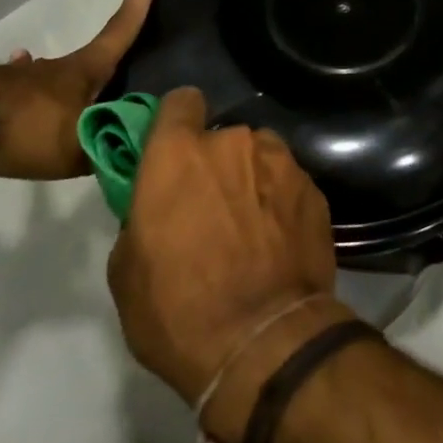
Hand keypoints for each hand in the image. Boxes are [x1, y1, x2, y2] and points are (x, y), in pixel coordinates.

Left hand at [0, 0, 156, 180]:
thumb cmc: (25, 126)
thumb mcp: (78, 149)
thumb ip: (109, 151)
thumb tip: (140, 153)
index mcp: (83, 72)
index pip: (119, 34)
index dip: (137, 8)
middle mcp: (54, 69)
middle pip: (86, 60)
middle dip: (101, 62)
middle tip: (111, 74)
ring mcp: (15, 79)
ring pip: (45, 75)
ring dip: (56, 81)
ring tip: (60, 94)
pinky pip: (11, 93)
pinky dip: (18, 95)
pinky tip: (9, 101)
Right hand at [107, 87, 348, 441]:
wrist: (263, 341)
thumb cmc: (178, 308)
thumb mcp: (127, 269)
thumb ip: (142, 215)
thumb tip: (158, 205)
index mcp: (179, 154)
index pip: (180, 102)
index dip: (176, 121)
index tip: (174, 148)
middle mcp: (235, 142)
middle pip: (222, 138)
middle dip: (215, 163)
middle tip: (211, 207)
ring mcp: (282, 162)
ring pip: (260, 157)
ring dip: (252, 179)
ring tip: (250, 225)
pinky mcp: (314, 188)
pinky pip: (288, 183)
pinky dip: (280, 201)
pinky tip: (278, 240)